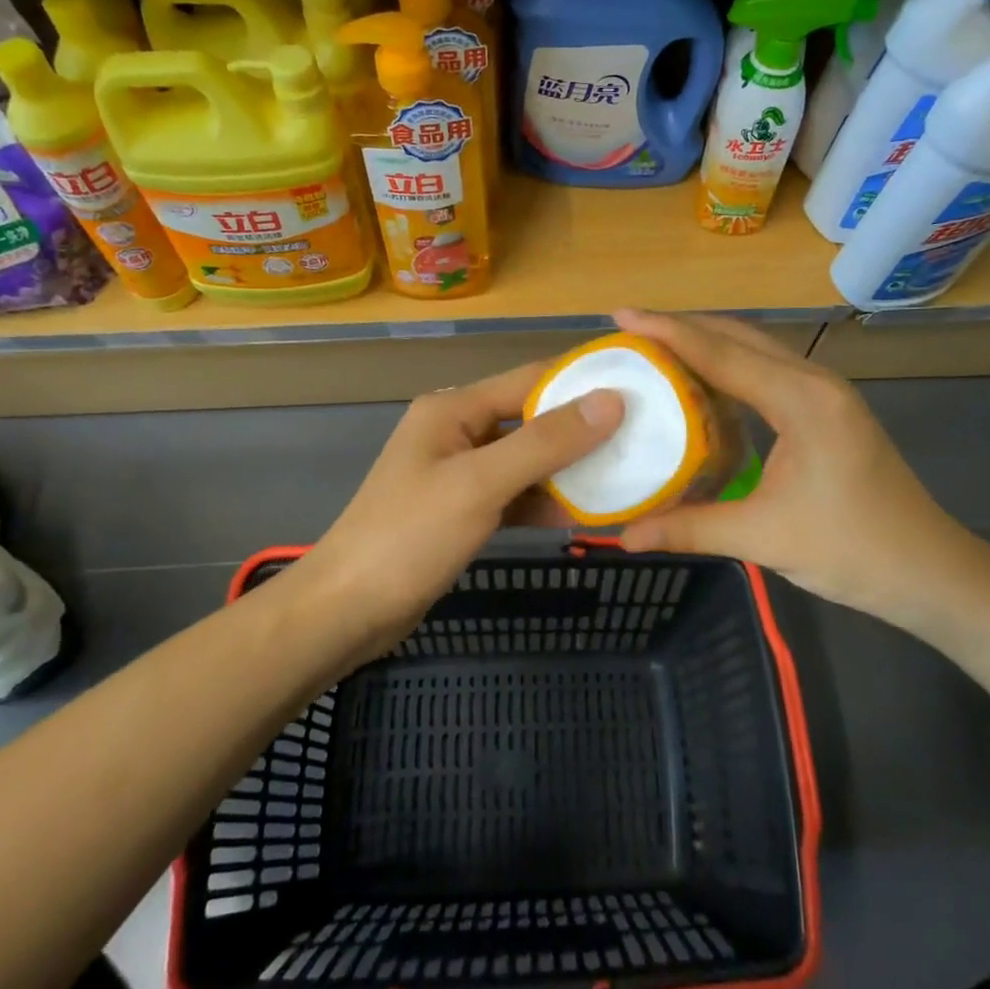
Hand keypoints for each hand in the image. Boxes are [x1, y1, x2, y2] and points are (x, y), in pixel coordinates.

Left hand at [294, 362, 622, 657]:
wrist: (347, 610)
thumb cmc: (409, 538)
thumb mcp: (480, 484)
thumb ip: (544, 442)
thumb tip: (610, 401)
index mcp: (453, 408)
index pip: (529, 379)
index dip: (582, 382)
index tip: (639, 390)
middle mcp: (457, 431)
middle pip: (530, 419)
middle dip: (581, 429)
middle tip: (642, 438)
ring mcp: (459, 472)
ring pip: (526, 460)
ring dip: (568, 469)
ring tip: (625, 475)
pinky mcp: (463, 510)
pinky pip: (514, 494)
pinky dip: (544, 501)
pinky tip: (583, 513)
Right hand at [615, 310, 989, 636]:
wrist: (930, 571)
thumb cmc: (852, 551)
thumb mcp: (762, 538)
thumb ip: (690, 528)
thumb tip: (624, 536)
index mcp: (801, 400)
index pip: (721, 353)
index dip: (667, 332)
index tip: (621, 315)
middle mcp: (815, 382)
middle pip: (739, 337)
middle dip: (683, 328)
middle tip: (630, 331)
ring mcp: (827, 393)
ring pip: (756, 350)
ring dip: (707, 344)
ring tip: (656, 349)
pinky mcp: (829, 410)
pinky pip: (768, 372)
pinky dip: (729, 368)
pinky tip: (702, 385)